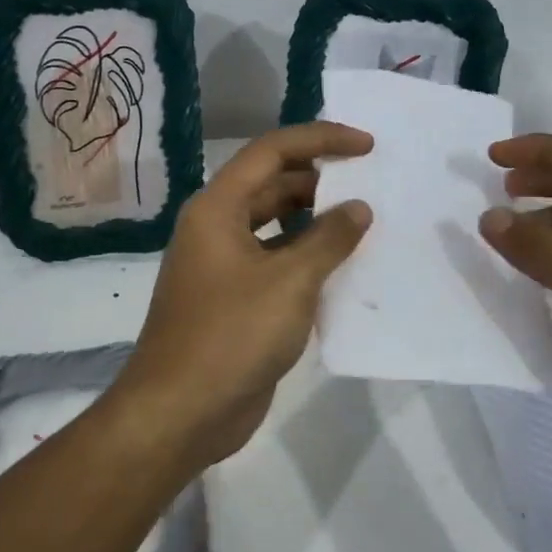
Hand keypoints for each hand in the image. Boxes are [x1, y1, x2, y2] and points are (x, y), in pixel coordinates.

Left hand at [113, 122, 373, 468]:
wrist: (180, 412)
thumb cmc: (231, 336)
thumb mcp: (289, 283)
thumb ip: (328, 239)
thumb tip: (358, 207)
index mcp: (217, 208)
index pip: (272, 151)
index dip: (321, 140)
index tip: (367, 146)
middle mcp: (216, 227)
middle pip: (272, 184)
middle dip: (320, 180)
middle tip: (371, 185)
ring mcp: (223, 265)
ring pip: (274, 225)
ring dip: (315, 221)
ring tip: (364, 224)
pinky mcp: (233, 299)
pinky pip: (274, 262)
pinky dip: (306, 258)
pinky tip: (342, 270)